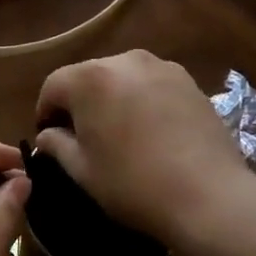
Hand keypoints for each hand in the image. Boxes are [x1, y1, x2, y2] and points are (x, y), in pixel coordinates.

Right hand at [33, 50, 255, 246]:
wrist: (209, 195)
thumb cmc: (134, 184)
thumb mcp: (84, 171)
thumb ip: (58, 145)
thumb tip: (47, 135)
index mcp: (89, 79)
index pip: (54, 85)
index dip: (46, 111)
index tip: (50, 137)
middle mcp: (122, 60)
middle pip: (88, 76)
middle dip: (80, 102)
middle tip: (84, 137)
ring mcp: (159, 66)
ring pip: (121, 77)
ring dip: (113, 98)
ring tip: (121, 133)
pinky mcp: (187, 79)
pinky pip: (150, 83)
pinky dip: (142, 99)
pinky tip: (152, 131)